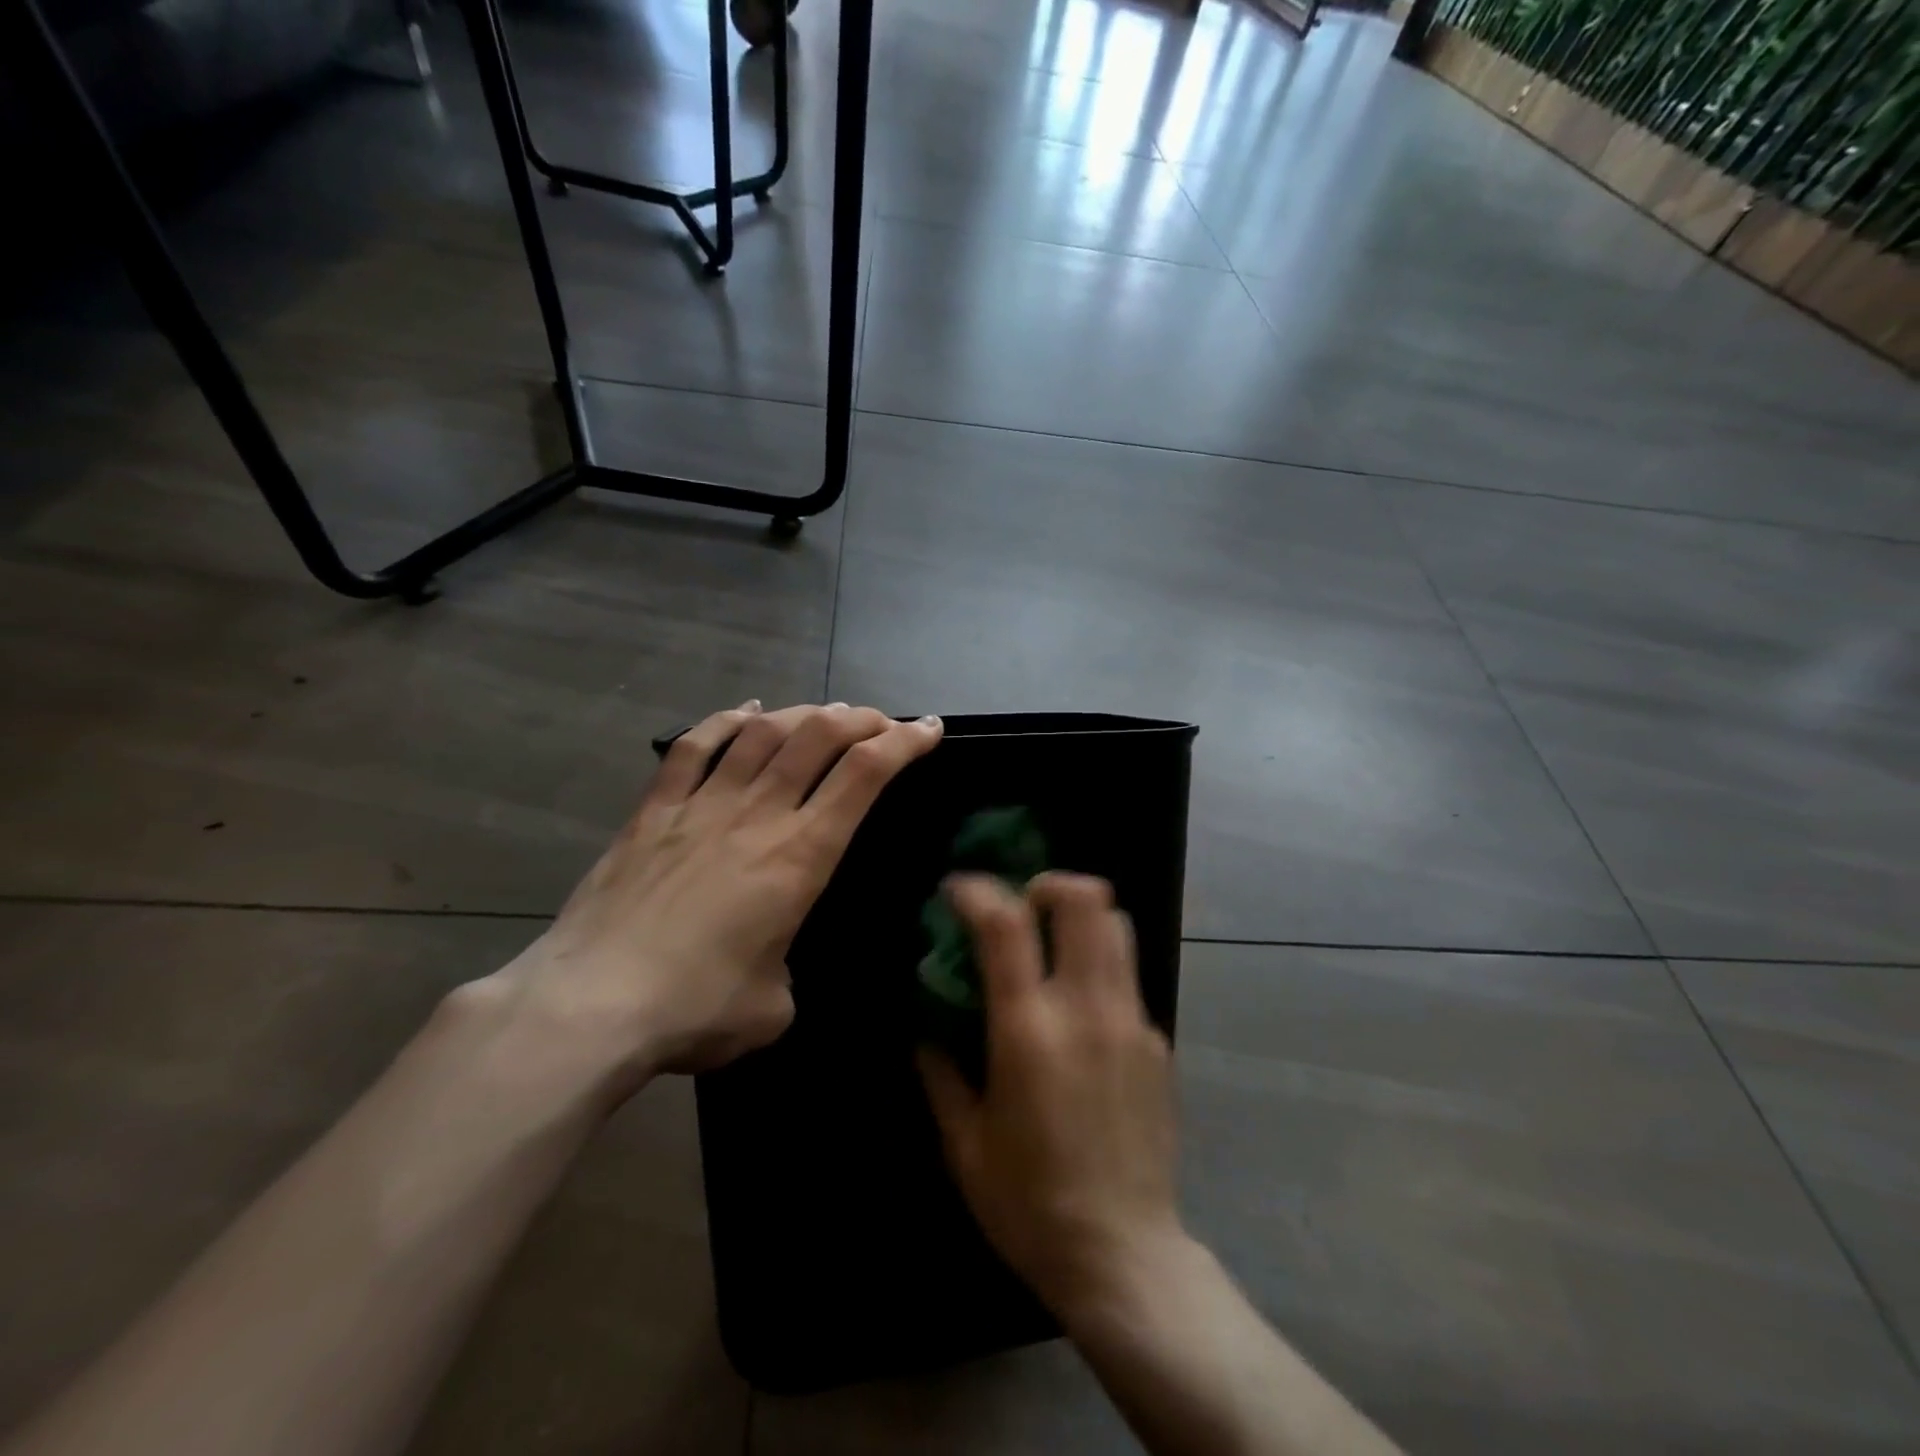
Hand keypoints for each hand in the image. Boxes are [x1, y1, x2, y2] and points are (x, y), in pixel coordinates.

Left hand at [497, 701, 942, 1086]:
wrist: (589, 1006)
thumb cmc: (695, 1009)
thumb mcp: (773, 1007)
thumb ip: (785, 972)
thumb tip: (770, 962)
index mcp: (801, 855)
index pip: (865, 775)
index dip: (904, 742)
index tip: (928, 728)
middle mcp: (758, 814)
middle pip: (819, 737)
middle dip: (861, 719)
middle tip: (881, 722)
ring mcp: (701, 805)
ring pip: (763, 732)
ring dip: (803, 714)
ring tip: (825, 714)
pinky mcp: (653, 812)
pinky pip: (693, 747)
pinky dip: (726, 721)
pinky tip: (747, 712)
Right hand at [919, 873, 1185, 1321]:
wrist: (1124, 1256)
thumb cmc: (1029, 1204)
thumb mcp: (964, 1144)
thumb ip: (940, 1072)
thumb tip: (927, 1026)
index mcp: (1029, 1031)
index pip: (1006, 925)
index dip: (978, 890)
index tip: (957, 889)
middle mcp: (1087, 1009)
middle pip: (1085, 900)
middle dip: (1048, 884)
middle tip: (1022, 905)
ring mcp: (1132, 1021)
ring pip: (1118, 926)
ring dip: (1081, 915)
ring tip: (1053, 941)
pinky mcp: (1158, 1041)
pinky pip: (1128, 977)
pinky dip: (1099, 967)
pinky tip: (1081, 1014)